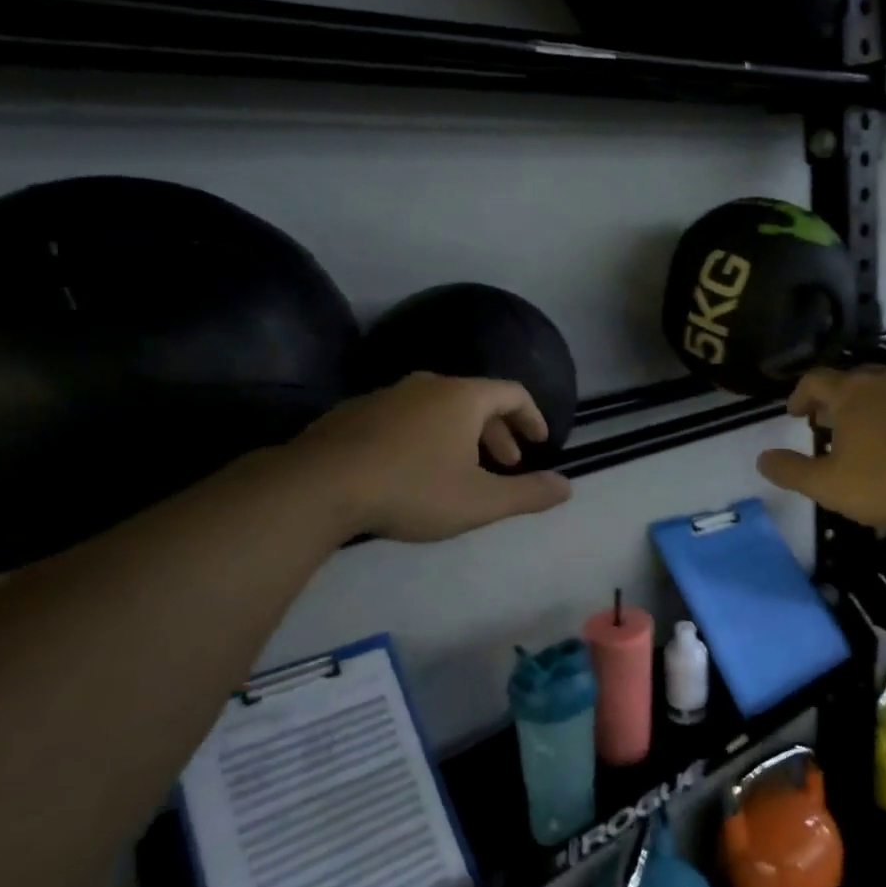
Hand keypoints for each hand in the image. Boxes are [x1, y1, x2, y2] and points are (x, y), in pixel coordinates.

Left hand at [288, 374, 572, 541]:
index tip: (540, 443)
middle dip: (497, 432)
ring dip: (460, 435)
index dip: (532, 417)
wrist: (317, 486)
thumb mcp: (479, 501)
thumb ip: (528, 494)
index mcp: (463, 397)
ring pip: (438, 408)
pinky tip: (411, 470)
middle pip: (476, 399)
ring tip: (460, 470)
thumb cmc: (412, 488)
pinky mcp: (353, 413)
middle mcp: (427, 385)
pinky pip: (404, 418)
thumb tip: (567, 487)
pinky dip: (423, 436)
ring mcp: (386, 396)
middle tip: (505, 464)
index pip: (512, 393)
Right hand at [756, 367, 885, 530]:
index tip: (795, 414)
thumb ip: (792, 471)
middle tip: (832, 425)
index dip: (800, 395)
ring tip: (876, 435)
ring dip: (879, 407)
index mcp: (853, 393)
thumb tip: (762, 459)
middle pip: (855, 381)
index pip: (816, 380)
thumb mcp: (829, 486)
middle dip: (839, 401)